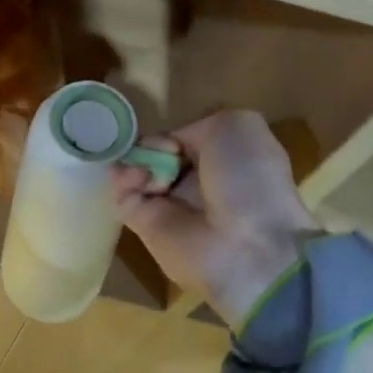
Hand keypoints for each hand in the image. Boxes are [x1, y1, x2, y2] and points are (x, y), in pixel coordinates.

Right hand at [112, 110, 322, 325]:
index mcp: (224, 160)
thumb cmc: (249, 179)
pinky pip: (123, 195)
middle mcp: (196, 182)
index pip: (185, 138)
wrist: (246, 248)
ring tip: (145, 168)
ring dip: (134, 159)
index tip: (174, 135)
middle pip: (157, 152)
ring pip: (137, 169)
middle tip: (157, 150)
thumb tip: (170, 145)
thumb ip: (198, 124)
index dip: (174, 132)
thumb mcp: (238, 126)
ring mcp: (169, 204)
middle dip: (150, 144)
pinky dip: (123, 181)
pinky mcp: (145, 225)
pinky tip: (136, 178)